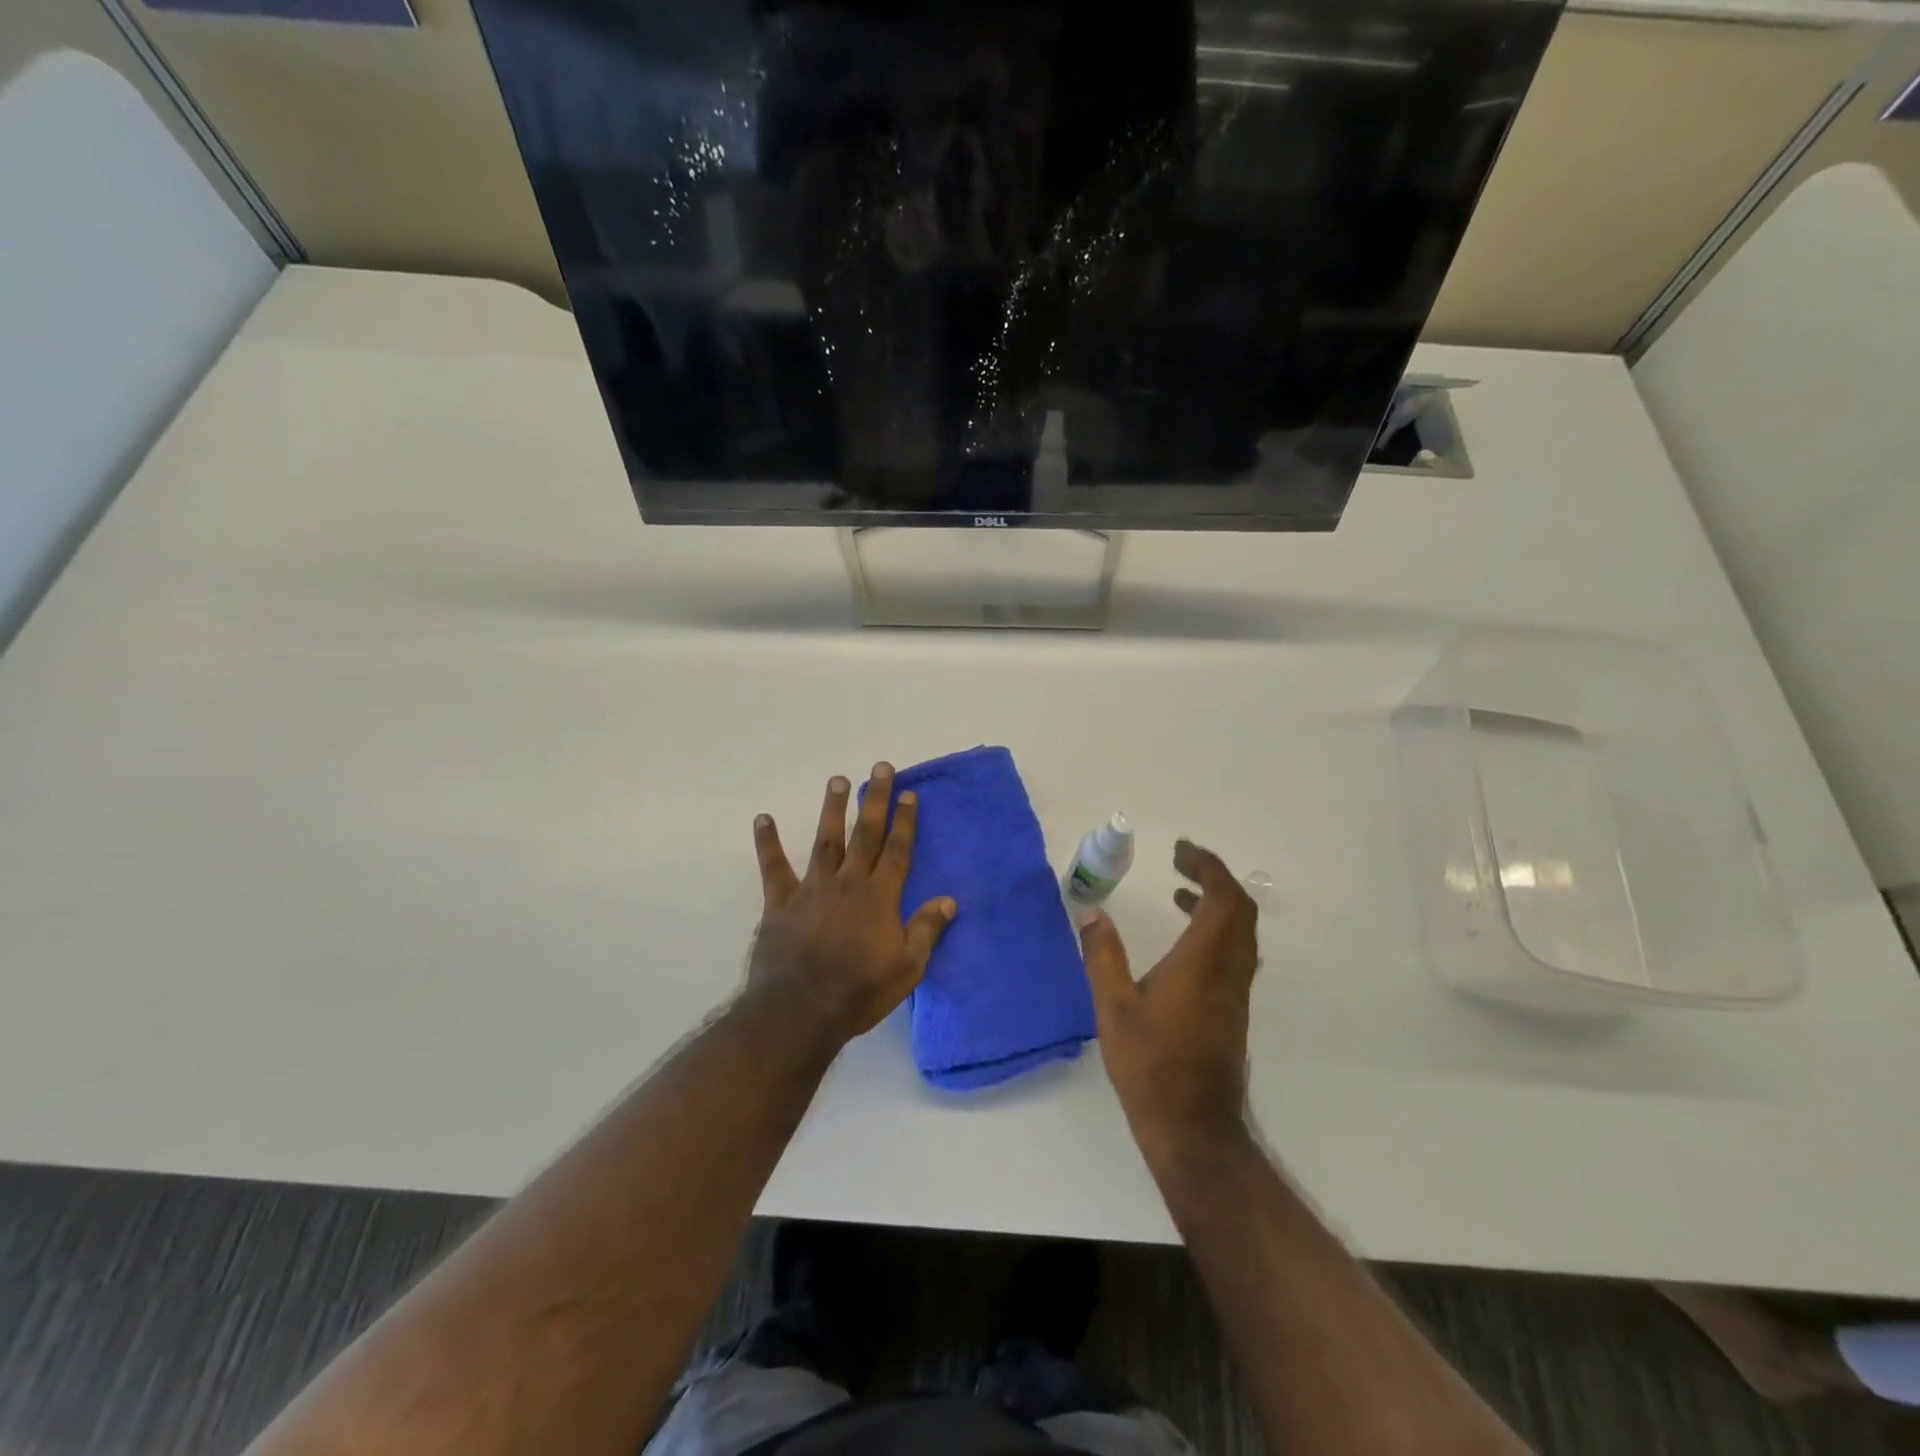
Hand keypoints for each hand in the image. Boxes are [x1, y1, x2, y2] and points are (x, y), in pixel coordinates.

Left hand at [745, 764, 956, 1047]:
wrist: (800, 1011)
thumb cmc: (859, 992)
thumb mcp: (907, 968)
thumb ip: (927, 930)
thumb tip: (949, 899)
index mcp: (879, 897)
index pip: (897, 850)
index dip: (905, 821)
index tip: (909, 793)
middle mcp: (848, 883)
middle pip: (865, 834)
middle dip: (874, 800)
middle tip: (880, 767)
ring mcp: (812, 889)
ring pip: (825, 841)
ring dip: (832, 809)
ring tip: (837, 779)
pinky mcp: (780, 903)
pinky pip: (773, 867)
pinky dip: (768, 842)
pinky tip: (763, 818)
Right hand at [1081, 840, 1259, 1168]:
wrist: (1193, 1127)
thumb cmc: (1150, 1064)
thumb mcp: (1114, 1006)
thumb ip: (1102, 955)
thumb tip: (1092, 913)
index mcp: (1203, 962)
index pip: (1224, 898)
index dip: (1208, 866)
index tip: (1180, 850)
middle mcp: (1229, 970)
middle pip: (1240, 910)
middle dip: (1214, 878)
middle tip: (1180, 863)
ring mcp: (1235, 992)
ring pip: (1241, 932)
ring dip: (1216, 903)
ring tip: (1178, 892)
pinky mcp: (1233, 1010)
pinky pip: (1234, 952)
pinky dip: (1215, 930)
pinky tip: (1183, 942)